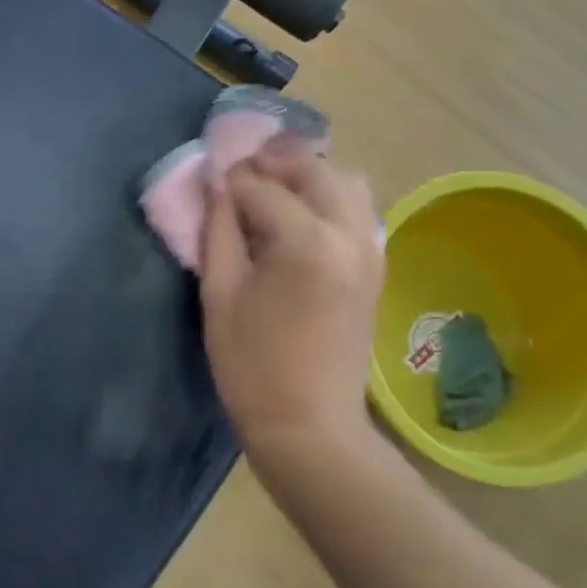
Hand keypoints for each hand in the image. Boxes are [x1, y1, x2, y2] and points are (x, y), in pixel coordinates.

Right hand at [199, 140, 383, 471]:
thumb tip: (219, 188)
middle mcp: (349, 233)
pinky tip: (297, 216)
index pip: (263, 186)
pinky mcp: (376, 264)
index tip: (210, 180)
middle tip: (238, 175)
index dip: (232, 179)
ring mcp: (370, 248)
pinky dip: (326, 196)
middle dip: (272, 163)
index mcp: (307, 242)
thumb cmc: (251, 364)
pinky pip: (356, 208)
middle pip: (313, 169)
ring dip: (306, 175)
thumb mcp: (219, 294)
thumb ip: (218, 231)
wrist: (310, 424)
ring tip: (270, 190)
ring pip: (345, 181)